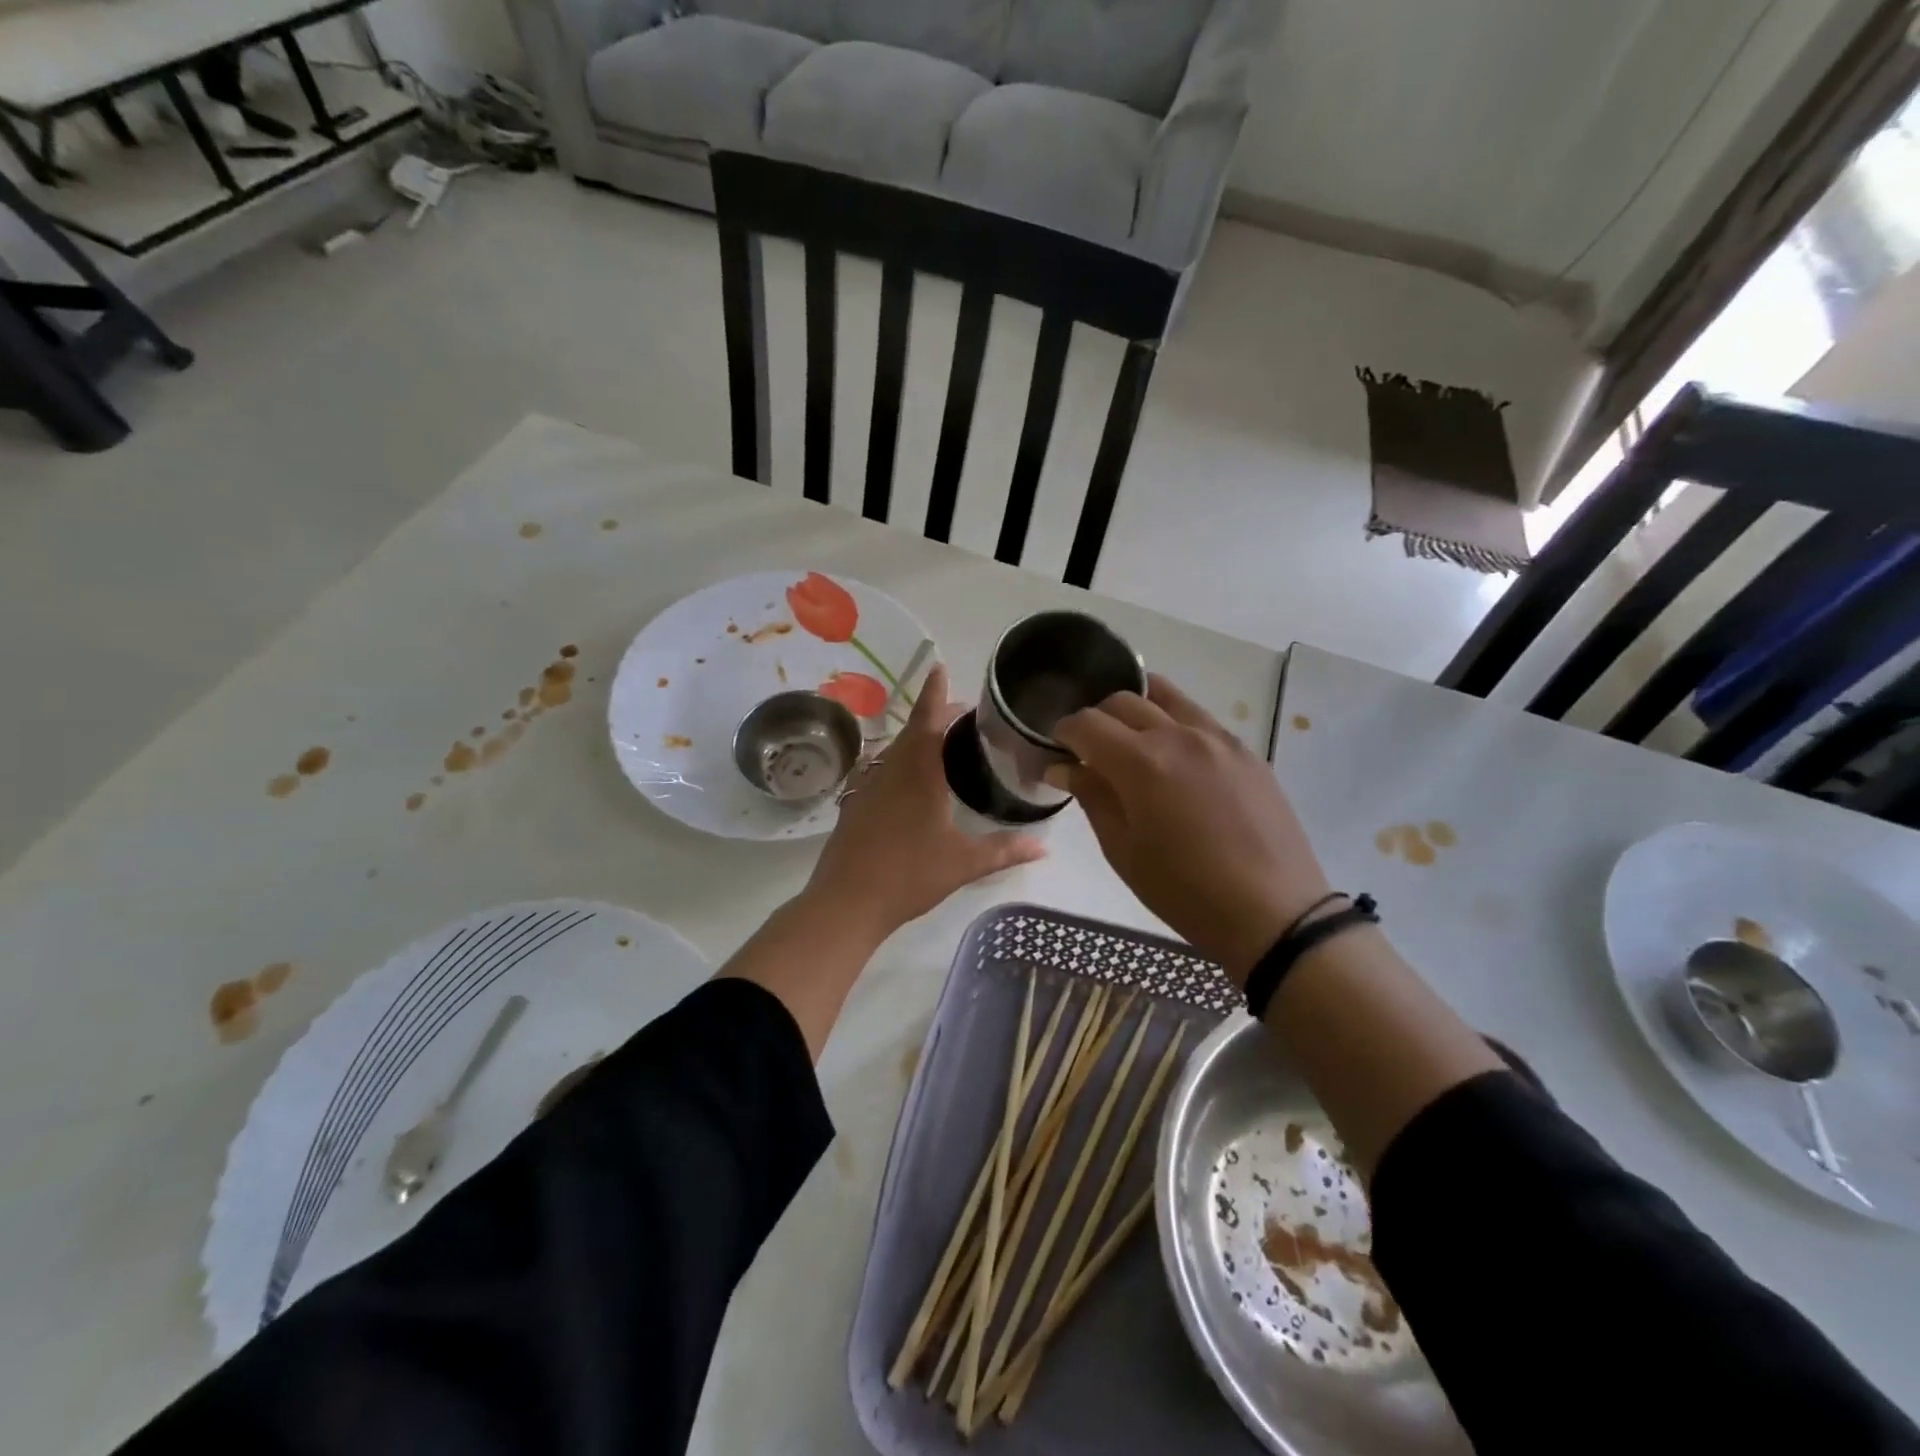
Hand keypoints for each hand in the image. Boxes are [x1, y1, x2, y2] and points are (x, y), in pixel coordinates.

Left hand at [805, 664, 1046, 939]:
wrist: (846, 901)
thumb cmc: (908, 876)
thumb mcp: (963, 864)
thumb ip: (1004, 851)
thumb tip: (1045, 848)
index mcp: (919, 773)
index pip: (929, 720)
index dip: (936, 692)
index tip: (940, 666)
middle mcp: (891, 770)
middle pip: (913, 731)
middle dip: (935, 715)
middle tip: (961, 713)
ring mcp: (869, 787)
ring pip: (896, 751)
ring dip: (918, 739)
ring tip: (942, 744)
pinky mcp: (856, 805)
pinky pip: (884, 770)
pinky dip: (903, 763)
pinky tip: (914, 783)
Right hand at [1051, 676, 1330, 984]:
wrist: (1273, 913)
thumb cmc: (1185, 892)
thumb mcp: (1123, 851)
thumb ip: (1092, 797)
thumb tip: (1062, 767)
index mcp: (1141, 762)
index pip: (1087, 723)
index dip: (1063, 732)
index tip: (1056, 750)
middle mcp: (1178, 735)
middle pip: (1123, 700)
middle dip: (1096, 719)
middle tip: (1090, 750)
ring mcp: (1218, 737)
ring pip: (1165, 696)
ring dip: (1137, 709)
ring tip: (1130, 740)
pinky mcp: (1246, 750)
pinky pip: (1198, 718)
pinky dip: (1173, 722)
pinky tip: (1173, 757)